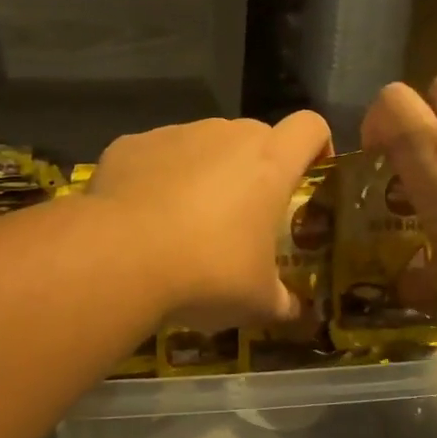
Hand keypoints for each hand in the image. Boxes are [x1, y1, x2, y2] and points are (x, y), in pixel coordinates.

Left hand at [88, 112, 330, 328]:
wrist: (120, 257)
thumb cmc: (207, 272)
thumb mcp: (256, 301)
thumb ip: (281, 301)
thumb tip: (292, 311)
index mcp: (268, 163)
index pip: (310, 127)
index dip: (316, 146)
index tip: (307, 176)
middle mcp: (224, 135)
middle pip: (254, 138)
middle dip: (254, 170)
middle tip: (241, 218)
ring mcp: (174, 135)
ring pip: (201, 145)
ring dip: (203, 174)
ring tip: (183, 224)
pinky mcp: (130, 145)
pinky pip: (154, 156)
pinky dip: (155, 179)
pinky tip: (141, 219)